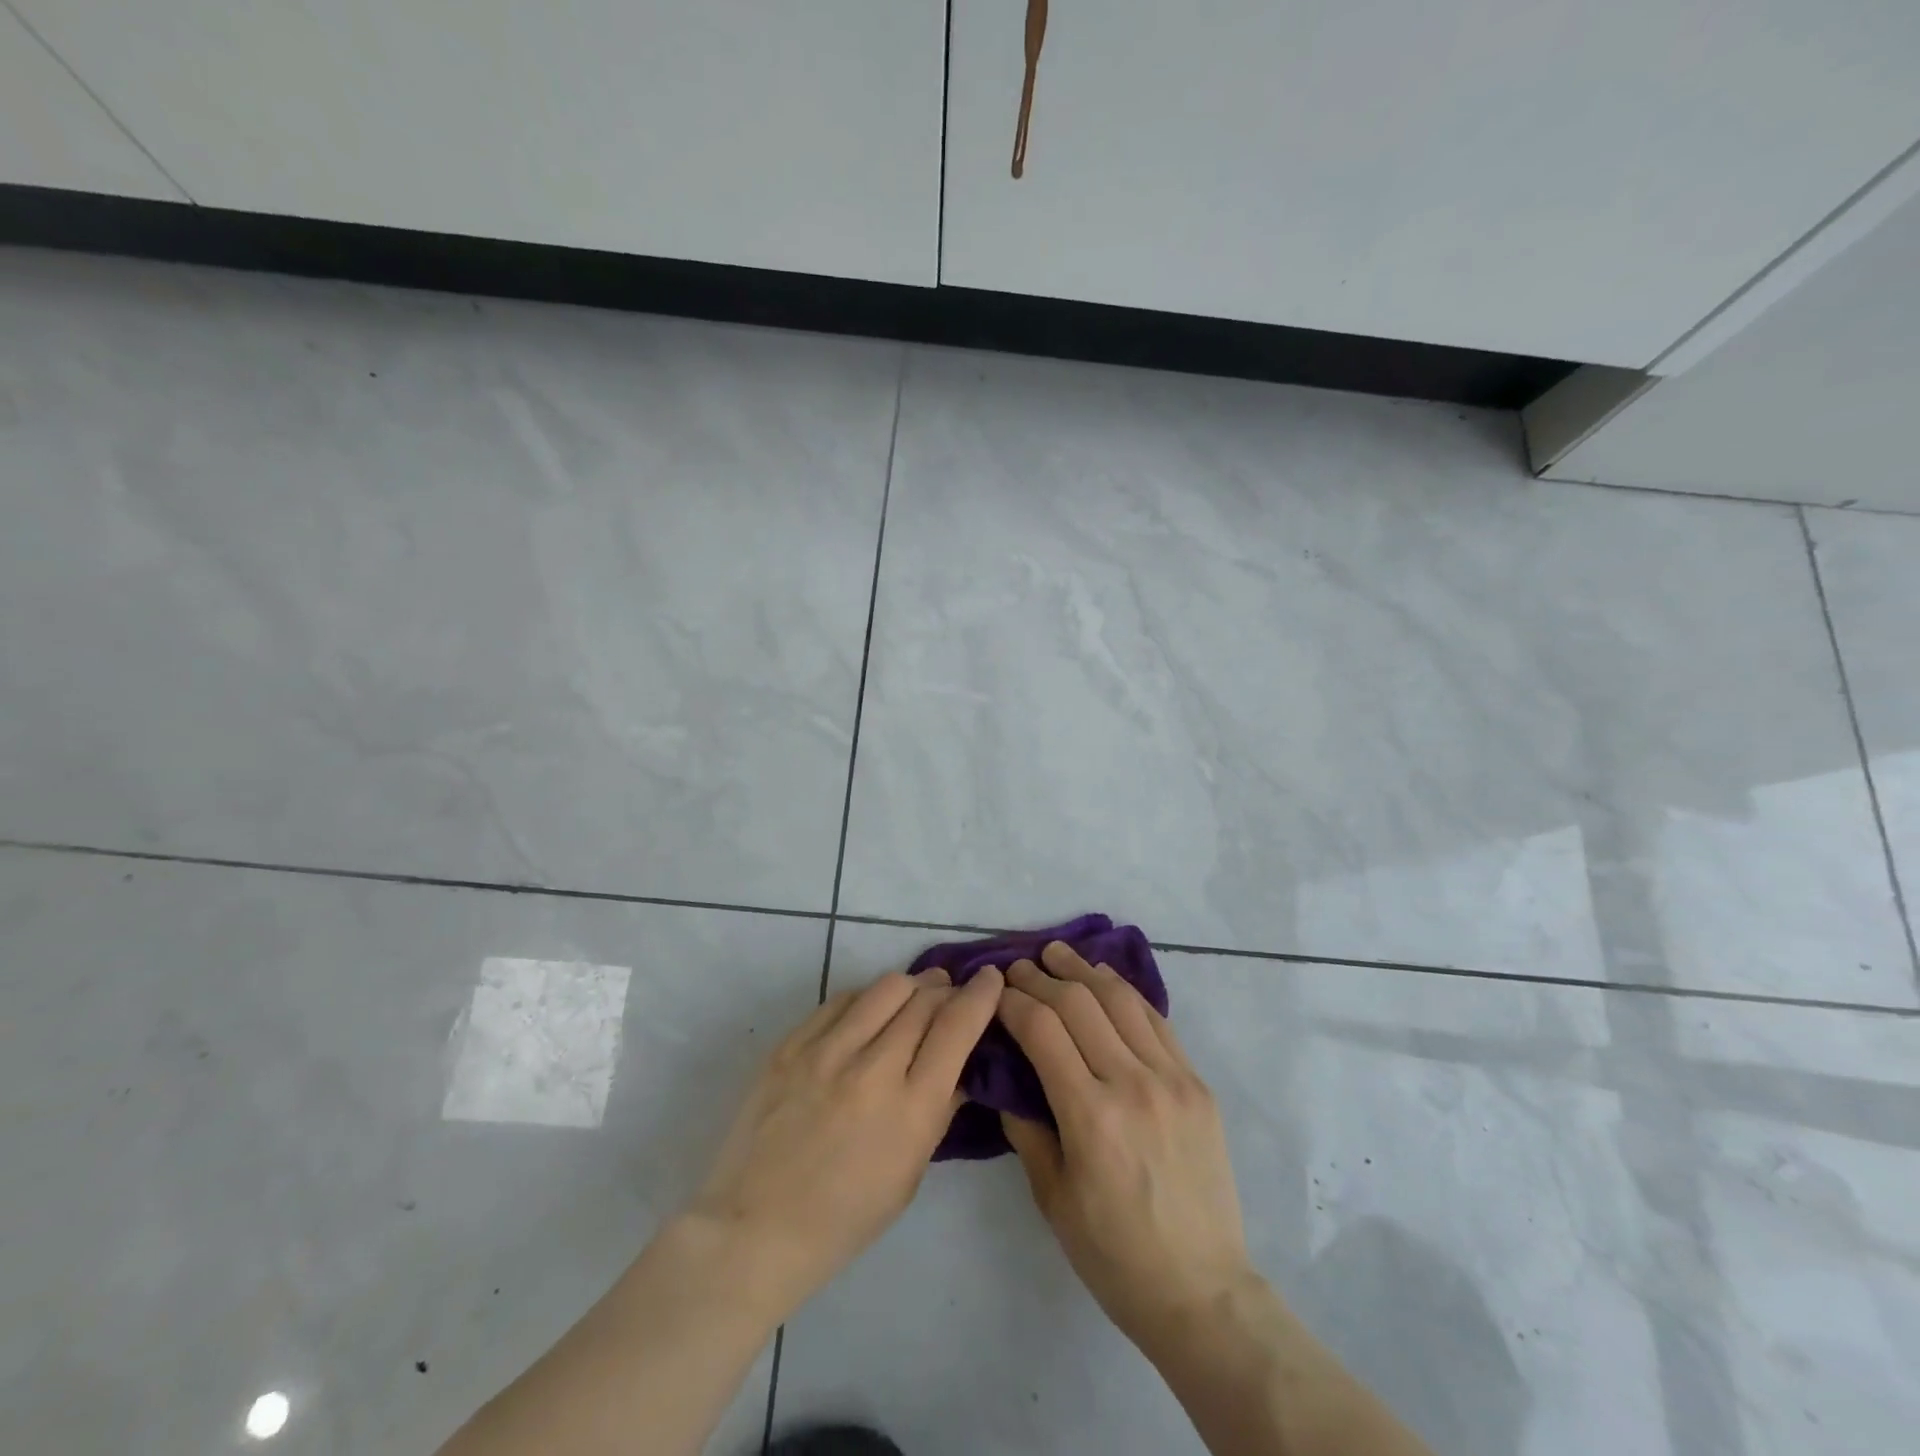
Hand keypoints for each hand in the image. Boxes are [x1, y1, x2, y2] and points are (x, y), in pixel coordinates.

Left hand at [684, 964, 1002, 1318]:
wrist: (753, 1229)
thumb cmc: (843, 1218)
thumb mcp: (909, 1175)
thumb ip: (939, 1111)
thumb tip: (961, 1064)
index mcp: (910, 1109)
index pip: (956, 1027)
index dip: (980, 995)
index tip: (991, 979)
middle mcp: (872, 1069)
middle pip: (923, 999)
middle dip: (947, 989)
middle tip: (951, 995)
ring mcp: (826, 1051)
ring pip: (885, 987)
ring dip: (910, 986)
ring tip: (914, 995)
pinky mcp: (791, 1044)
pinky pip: (841, 999)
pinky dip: (866, 998)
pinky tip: (869, 1012)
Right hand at [996, 943, 1256, 1355]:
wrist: (1202, 1291)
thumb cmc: (1114, 1254)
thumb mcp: (1052, 1198)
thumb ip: (1025, 1127)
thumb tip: (1005, 1076)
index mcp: (1091, 1115)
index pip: (1042, 1029)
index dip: (1013, 1001)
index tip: (994, 990)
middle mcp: (1133, 1083)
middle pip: (1079, 1003)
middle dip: (1041, 978)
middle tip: (1018, 966)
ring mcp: (1173, 1079)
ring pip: (1121, 1000)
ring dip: (1084, 971)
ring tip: (1059, 954)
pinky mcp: (1197, 1083)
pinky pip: (1156, 1021)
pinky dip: (1125, 994)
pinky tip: (1105, 983)